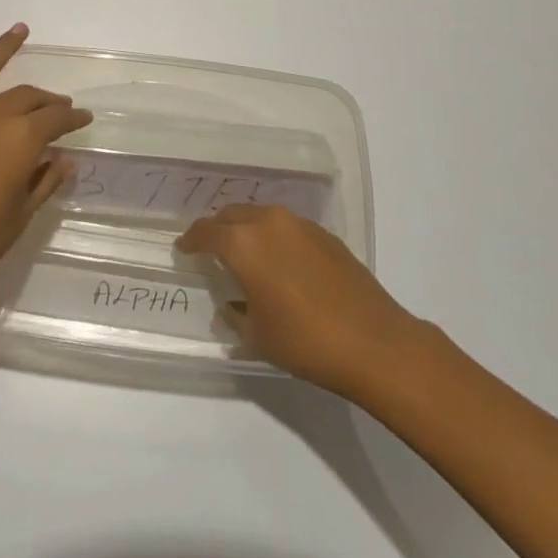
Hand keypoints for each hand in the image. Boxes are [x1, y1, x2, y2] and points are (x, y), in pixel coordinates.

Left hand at [0, 19, 91, 311]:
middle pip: (27, 97)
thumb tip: (63, 159)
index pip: (55, 120)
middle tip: (57, 107)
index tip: (82, 120)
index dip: (72, 119)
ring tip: (20, 30)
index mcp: (21, 140)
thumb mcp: (22, 213)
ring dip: (5, 47)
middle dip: (47, 101)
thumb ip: (46, 180)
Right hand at [177, 204, 429, 399]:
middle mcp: (269, 223)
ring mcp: (301, 225)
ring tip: (247, 256)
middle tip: (212, 251)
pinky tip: (282, 265)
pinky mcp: (326, 235)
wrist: (373, 341)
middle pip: (233, 215)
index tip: (184, 249)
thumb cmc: (305, 340)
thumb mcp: (257, 335)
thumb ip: (235, 315)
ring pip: (262, 216)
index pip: (206, 232)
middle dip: (219, 229)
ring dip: (248, 231)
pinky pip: (288, 228)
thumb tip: (230, 307)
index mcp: (244, 244)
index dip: (191, 240)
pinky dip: (275, 238)